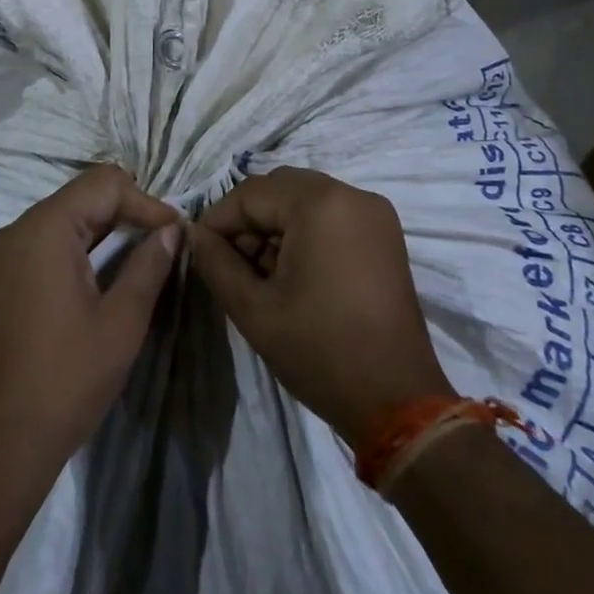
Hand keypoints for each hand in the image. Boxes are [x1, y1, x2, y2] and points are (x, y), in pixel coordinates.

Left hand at [0, 164, 182, 472]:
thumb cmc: (66, 381)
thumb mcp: (121, 323)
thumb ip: (149, 265)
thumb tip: (172, 230)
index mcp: (43, 229)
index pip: (103, 184)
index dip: (144, 202)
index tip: (173, 233)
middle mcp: (11, 230)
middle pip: (78, 198)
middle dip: (123, 215)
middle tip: (160, 246)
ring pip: (57, 221)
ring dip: (98, 233)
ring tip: (133, 262)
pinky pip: (36, 245)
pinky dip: (69, 251)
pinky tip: (92, 281)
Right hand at [189, 168, 450, 440]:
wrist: (399, 403)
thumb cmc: (321, 352)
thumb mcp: (254, 310)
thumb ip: (217, 262)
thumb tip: (194, 233)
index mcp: (320, 203)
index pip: (251, 193)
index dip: (219, 220)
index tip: (201, 251)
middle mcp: (351, 194)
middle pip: (279, 189)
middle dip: (248, 221)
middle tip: (231, 264)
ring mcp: (373, 212)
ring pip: (304, 200)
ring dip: (275, 226)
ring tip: (260, 273)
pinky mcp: (384, 233)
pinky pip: (330, 214)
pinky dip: (304, 232)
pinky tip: (292, 272)